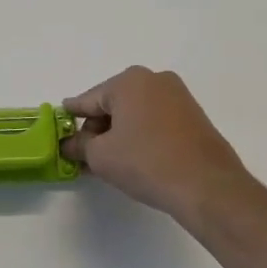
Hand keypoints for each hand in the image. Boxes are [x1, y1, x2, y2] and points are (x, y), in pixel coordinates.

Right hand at [63, 67, 256, 228]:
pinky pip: (155, 122)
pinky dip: (141, 136)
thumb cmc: (146, 163)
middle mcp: (154, 80)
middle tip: (86, 157)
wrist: (208, 187)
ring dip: (119, 134)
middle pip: (112, 104)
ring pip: (135, 114)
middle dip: (97, 129)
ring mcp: (178, 97)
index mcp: (128, 81)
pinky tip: (136, 160)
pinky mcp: (194, 117)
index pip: (87, 100)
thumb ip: (79, 145)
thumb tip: (68, 144)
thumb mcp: (100, 156)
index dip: (71, 119)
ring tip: (111, 163)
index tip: (59, 131)